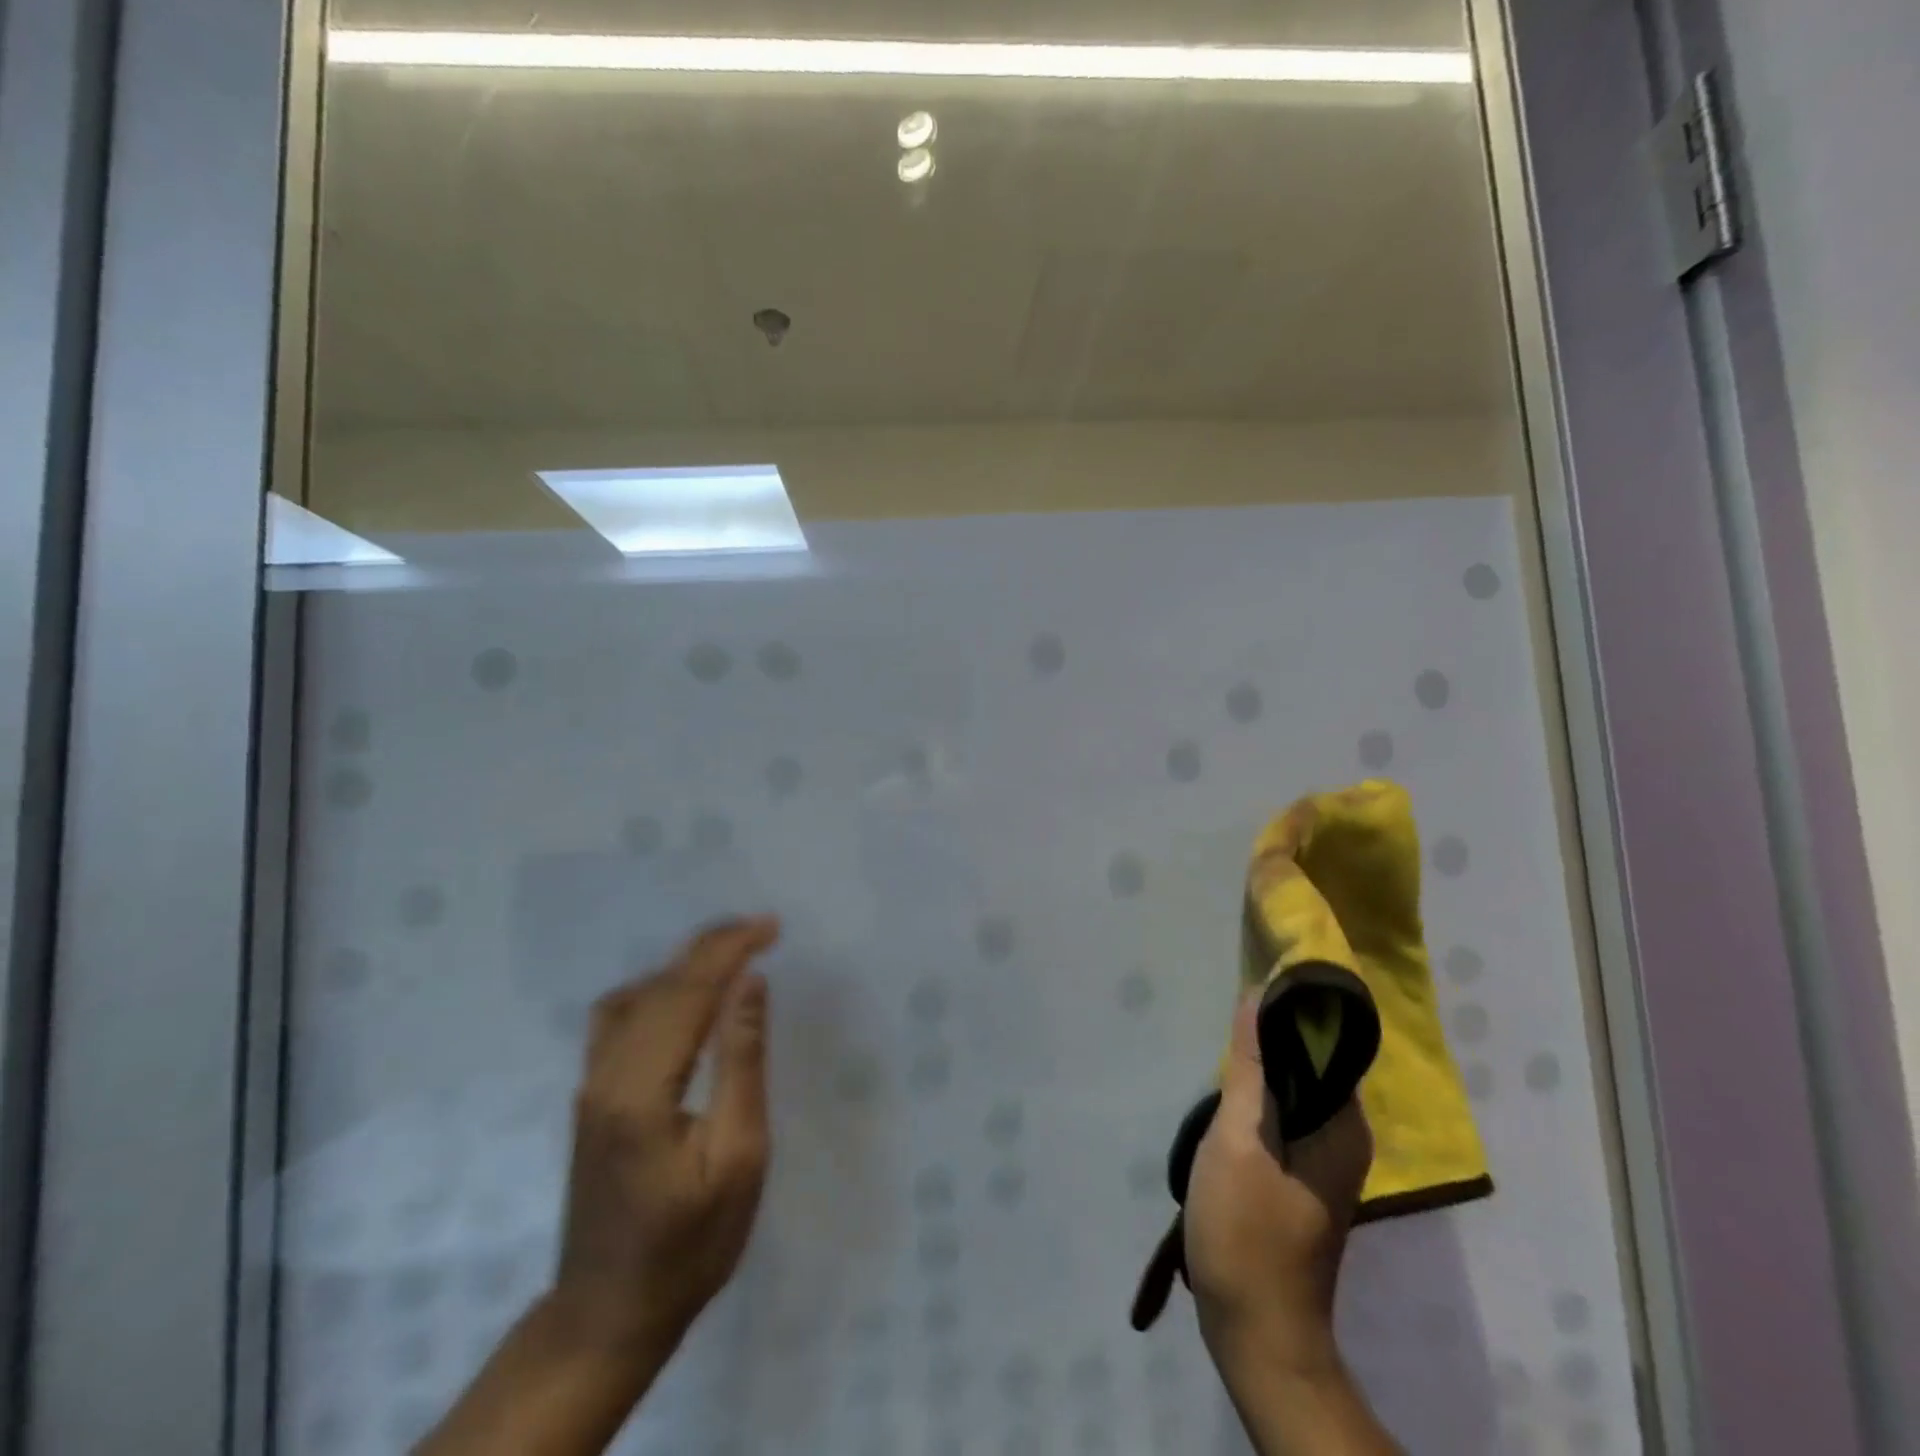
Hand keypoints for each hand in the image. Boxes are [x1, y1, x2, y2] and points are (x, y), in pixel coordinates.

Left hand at [416, 918, 779, 1455]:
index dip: (731, 949)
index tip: (773, 926)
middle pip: (661, 984)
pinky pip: (620, 1016)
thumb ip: (741, 1063)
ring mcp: (591, 1083)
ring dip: (686, 963)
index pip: (688, 991)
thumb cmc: (689, 1245)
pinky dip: (659, 988)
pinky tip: (684, 997)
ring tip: (733, 953)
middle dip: (713, 946)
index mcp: (642, 1090)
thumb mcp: (738, 1159)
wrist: (607, 1315)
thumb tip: (750, 984)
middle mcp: (606, 1074)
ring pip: (636, 994)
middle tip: (763, 928)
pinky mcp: (591, 1094)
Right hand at [1184, 990, 1373, 1387]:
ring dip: (1259, 1067)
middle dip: (1269, 1035)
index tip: (1250, 981)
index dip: (1290, 1008)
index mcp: (1343, 1124)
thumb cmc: (1246, 1232)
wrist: (1257, 1333)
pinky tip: (1224, 1094)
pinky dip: (1258, 1096)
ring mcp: (1324, 1159)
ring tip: (1218, 1047)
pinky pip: (1284, 1115)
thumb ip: (1250, 1068)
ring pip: (1293, 1089)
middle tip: (1224, 1016)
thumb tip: (1259, 996)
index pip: (1326, 1042)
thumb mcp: (1239, 1139)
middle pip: (1309, 1063)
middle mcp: (1345, 1136)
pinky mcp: (1300, 1176)